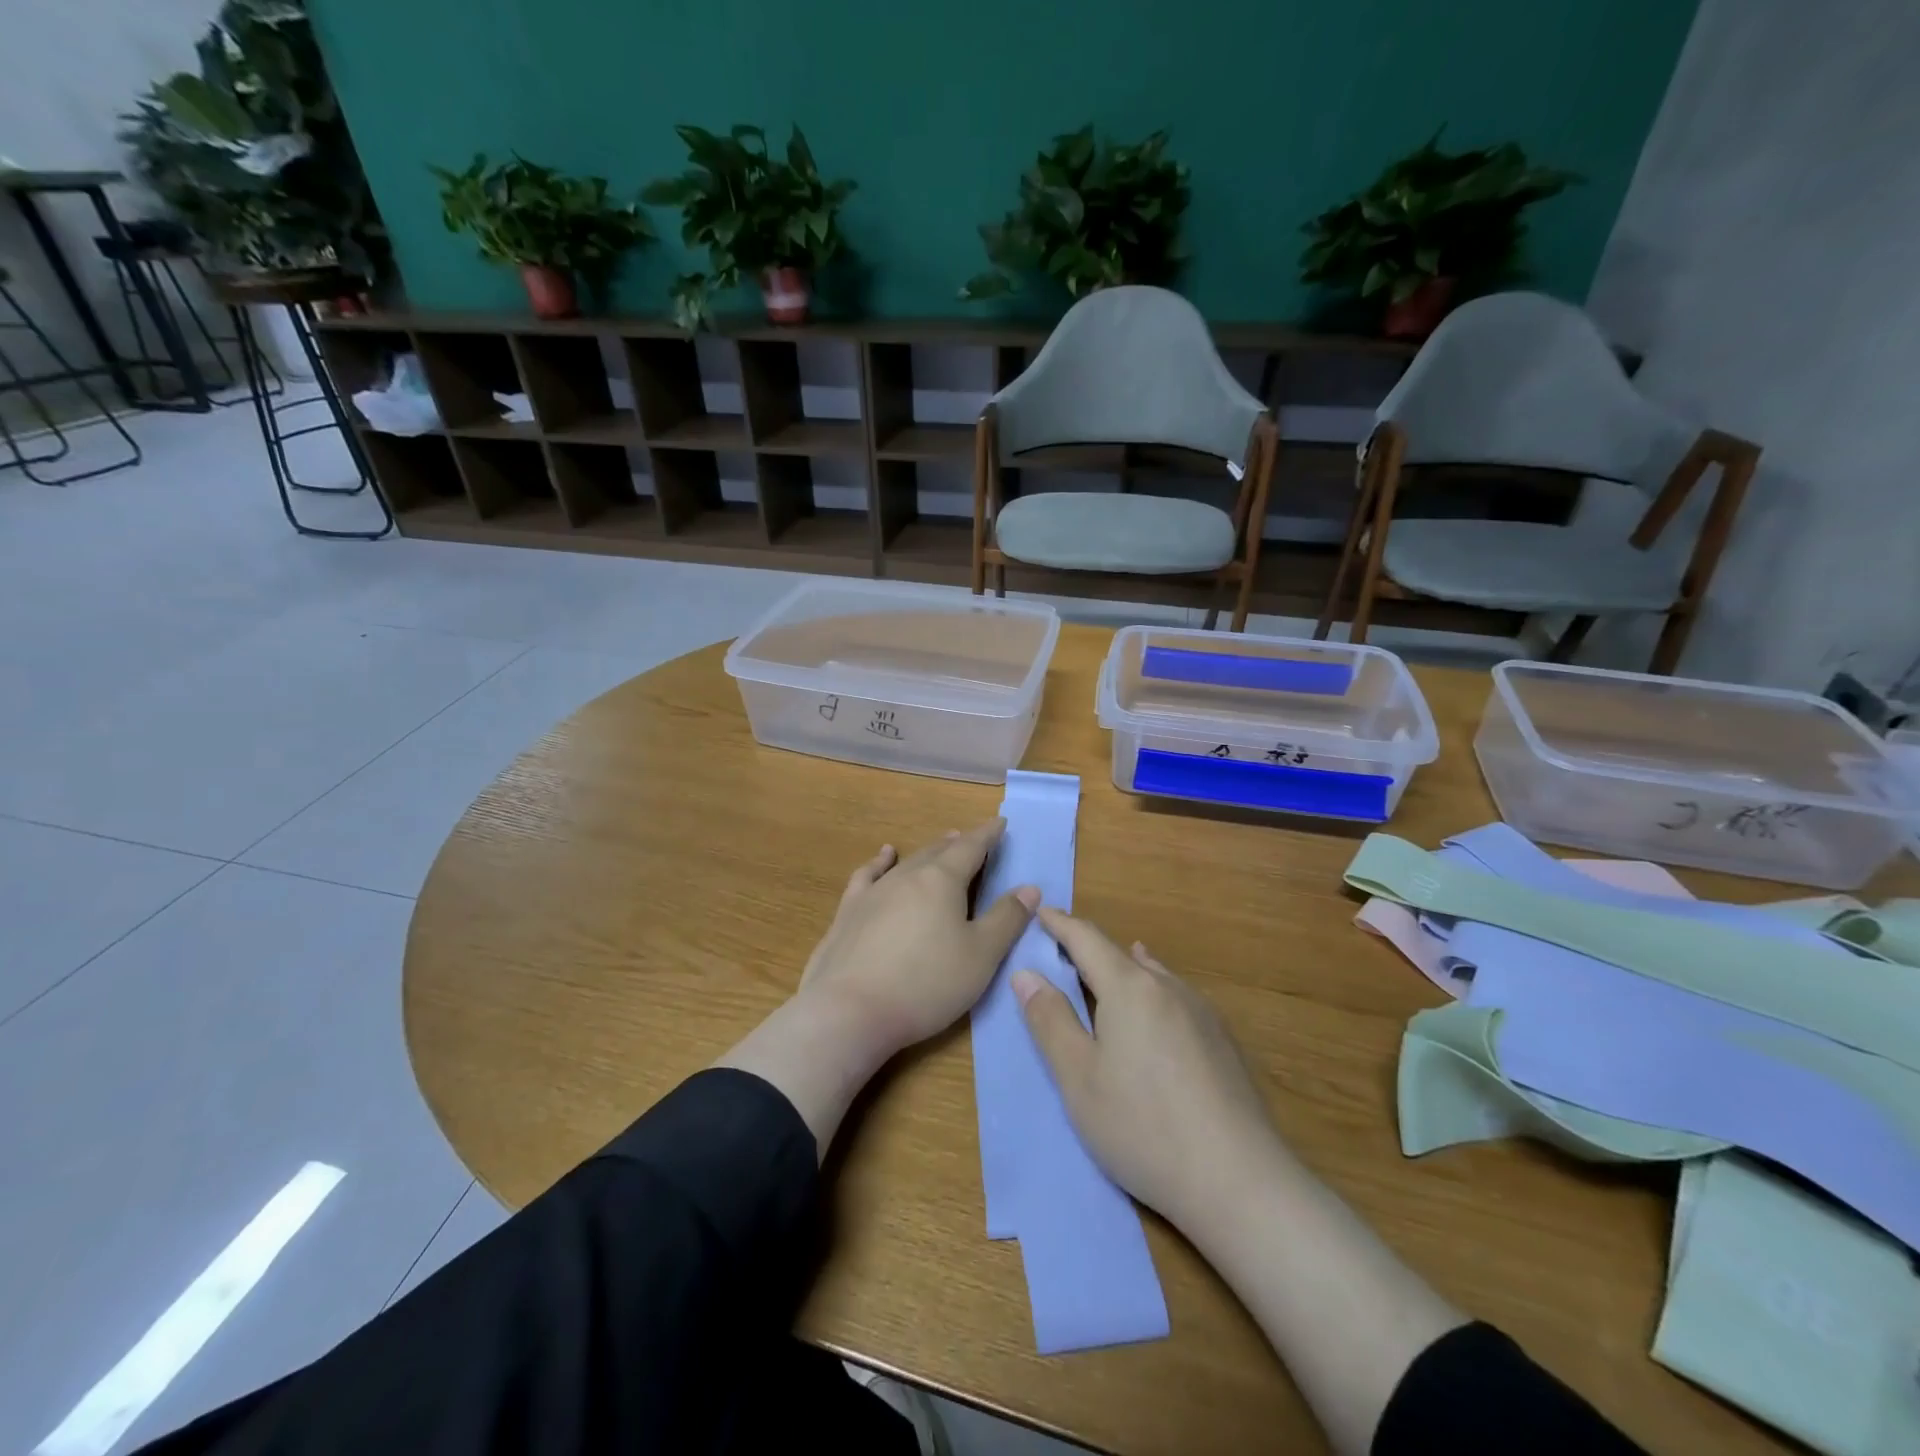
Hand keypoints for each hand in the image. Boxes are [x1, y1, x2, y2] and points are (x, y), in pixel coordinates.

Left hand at [799, 818, 1038, 1063]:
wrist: (850, 1010)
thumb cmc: (926, 983)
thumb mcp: (981, 956)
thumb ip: (1006, 919)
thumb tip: (1029, 888)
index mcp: (942, 880)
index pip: (971, 848)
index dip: (988, 835)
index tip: (1000, 823)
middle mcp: (907, 876)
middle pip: (938, 852)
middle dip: (958, 844)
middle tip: (971, 838)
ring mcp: (873, 892)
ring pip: (906, 862)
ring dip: (927, 851)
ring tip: (939, 844)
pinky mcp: (848, 913)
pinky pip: (868, 875)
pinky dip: (879, 862)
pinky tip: (883, 858)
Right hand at [1013, 908, 1287, 1241]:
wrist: (1240, 1181)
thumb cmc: (1143, 1126)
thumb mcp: (1078, 1078)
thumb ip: (1050, 1021)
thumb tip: (1026, 973)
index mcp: (1129, 988)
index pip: (1087, 939)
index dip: (1060, 924)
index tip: (1041, 912)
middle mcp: (1168, 987)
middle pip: (1120, 954)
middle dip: (1088, 948)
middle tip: (1062, 950)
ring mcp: (1202, 1012)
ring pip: (1152, 974)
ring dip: (1122, 968)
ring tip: (1106, 968)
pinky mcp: (1223, 1040)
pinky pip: (1175, 997)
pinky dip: (1151, 990)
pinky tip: (1156, 1008)